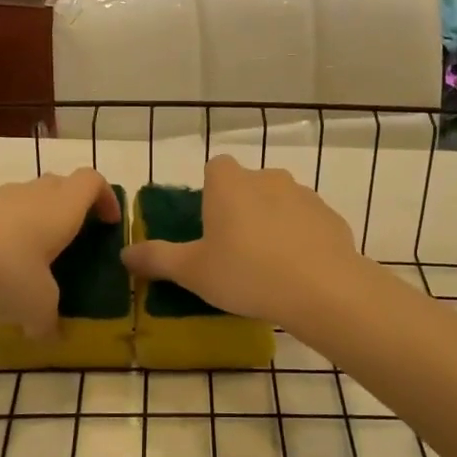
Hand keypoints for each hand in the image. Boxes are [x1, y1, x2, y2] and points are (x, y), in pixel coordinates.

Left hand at [0, 169, 119, 336]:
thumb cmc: (2, 268)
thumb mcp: (35, 305)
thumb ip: (47, 320)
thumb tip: (47, 335)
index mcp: (61, 208)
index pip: (93, 182)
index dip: (106, 198)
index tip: (109, 222)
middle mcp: (33, 194)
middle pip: (61, 186)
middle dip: (72, 209)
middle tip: (73, 241)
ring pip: (26, 199)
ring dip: (34, 221)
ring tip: (29, 260)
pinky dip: (2, 233)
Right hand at [122, 155, 360, 324]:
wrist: (322, 289)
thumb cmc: (246, 273)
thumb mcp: (192, 271)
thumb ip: (157, 258)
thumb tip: (125, 253)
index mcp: (229, 183)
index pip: (215, 167)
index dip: (211, 192)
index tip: (209, 225)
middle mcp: (267, 177)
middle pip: (248, 185)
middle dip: (241, 209)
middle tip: (235, 251)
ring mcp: (304, 195)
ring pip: (280, 202)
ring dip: (272, 223)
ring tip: (268, 266)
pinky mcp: (331, 216)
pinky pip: (307, 222)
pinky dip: (301, 239)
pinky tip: (298, 272)